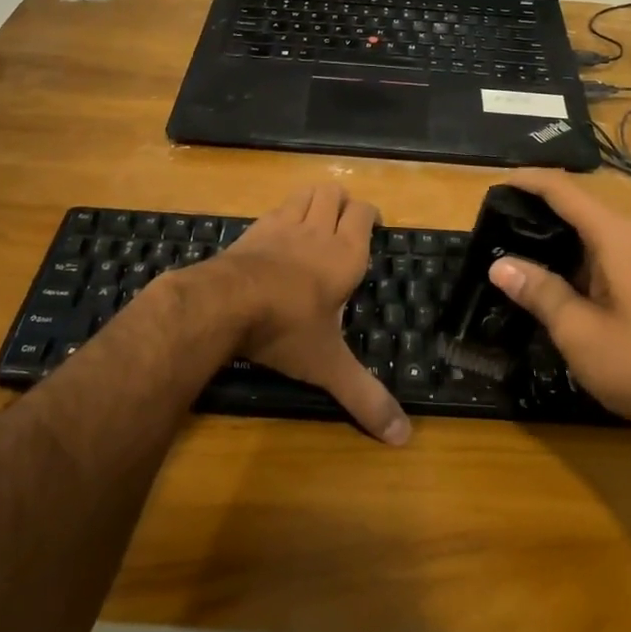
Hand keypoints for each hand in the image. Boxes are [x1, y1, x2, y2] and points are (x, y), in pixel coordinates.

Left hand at [217, 183, 410, 446]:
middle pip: (334, 193)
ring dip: (314, 200)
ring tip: (315, 222)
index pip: (364, 213)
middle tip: (343, 225)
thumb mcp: (329, 366)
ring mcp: (282, 225)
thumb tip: (404, 438)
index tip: (372, 226)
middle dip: (342, 203)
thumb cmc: (288, 328)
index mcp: (345, 254)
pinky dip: (283, 214)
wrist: (226, 303)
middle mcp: (318, 231)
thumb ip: (365, 397)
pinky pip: (275, 209)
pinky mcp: (253, 229)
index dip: (370, 214)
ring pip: (305, 193)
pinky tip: (279, 237)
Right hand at [486, 170, 630, 436]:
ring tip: (511, 242)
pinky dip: (572, 254)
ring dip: (553, 232)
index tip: (493, 184)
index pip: (564, 190)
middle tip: (494, 217)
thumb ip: (538, 291)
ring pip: (590, 230)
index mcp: (616, 236)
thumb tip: (499, 265)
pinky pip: (602, 252)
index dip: (527, 181)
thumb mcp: (577, 330)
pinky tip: (549, 274)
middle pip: (578, 204)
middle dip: (536, 205)